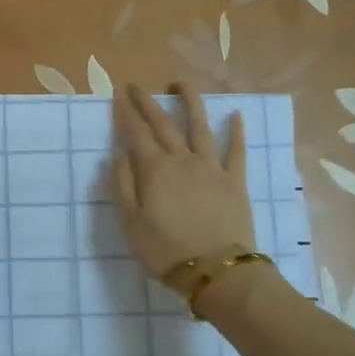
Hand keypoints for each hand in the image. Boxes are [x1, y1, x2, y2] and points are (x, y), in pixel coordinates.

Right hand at [110, 84, 254, 278]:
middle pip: (163, 124)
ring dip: (190, 102)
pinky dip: (236, 132)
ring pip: (200, 127)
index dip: (125, 113)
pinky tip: (236, 115)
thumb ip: (123, 185)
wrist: (215, 270)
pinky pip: (236, 151)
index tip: (118, 94)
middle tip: (137, 86)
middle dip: (148, 103)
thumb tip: (119, 154)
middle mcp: (182, 160)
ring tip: (181, 84)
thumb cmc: (165, 250)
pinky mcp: (234, 181)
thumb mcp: (130, 223)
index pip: (136, 133)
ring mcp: (211, 168)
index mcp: (154, 170)